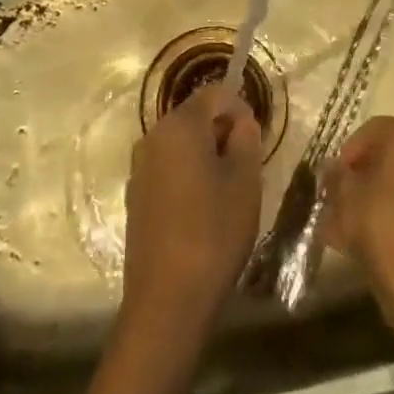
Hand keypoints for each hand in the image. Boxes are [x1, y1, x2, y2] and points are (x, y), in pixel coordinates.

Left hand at [121, 82, 262, 350]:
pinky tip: (203, 210)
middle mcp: (152, 137)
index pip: (213, 94)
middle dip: (222, 131)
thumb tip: (240, 122)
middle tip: (247, 163)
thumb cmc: (213, 231)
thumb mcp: (245, 181)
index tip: (257, 135)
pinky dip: (187, 176)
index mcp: (179, 126)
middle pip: (193, 117)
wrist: (167, 300)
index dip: (239, 106)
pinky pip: (167, 169)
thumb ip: (246, 140)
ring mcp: (139, 168)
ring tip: (228, 189)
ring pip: (180, 145)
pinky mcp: (135, 197)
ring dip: (205, 154)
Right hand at [322, 117, 393, 310]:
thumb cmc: (377, 221)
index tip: (333, 174)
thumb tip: (331, 168)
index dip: (348, 151)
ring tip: (345, 220)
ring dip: (372, 196)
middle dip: (360, 174)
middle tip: (338, 194)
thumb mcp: (343, 192)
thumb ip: (334, 174)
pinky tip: (364, 236)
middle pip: (387, 156)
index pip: (371, 131)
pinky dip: (388, 213)